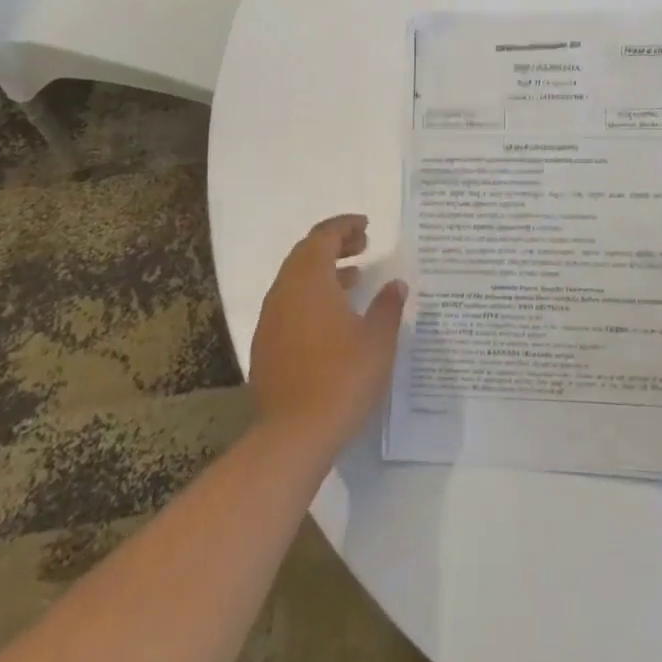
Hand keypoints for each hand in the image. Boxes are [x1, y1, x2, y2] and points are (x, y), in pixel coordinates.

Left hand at [251, 215, 407, 456]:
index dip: (344, 226)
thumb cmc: (342, 377)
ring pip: (295, 281)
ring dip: (323, 272)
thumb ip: (387, 306)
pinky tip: (333, 319)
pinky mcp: (265, 347)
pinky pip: (289, 306)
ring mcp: (270, 320)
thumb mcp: (378, 340)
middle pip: (305, 253)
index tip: (366, 227)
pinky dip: (311, 298)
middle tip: (363, 247)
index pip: (323, 236)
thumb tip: (396, 285)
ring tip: (354, 280)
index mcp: (309, 280)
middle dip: (334, 245)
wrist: (294, 435)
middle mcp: (284, 292)